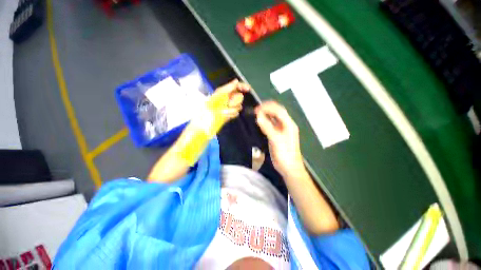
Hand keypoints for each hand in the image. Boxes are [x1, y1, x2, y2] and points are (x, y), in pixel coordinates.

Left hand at [209, 79, 249, 120]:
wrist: (207, 118)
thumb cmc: (210, 105)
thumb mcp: (218, 94)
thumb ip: (228, 87)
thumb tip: (236, 81)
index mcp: (226, 92)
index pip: (237, 87)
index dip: (243, 86)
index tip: (248, 89)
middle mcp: (229, 98)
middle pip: (240, 97)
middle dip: (235, 100)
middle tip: (229, 103)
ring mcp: (231, 107)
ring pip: (239, 106)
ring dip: (232, 109)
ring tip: (224, 111)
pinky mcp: (231, 114)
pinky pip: (236, 113)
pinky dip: (231, 114)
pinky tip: (225, 114)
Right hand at [255, 101, 304, 178]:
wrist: (289, 168)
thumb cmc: (285, 154)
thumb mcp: (276, 140)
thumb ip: (267, 127)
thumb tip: (258, 116)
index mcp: (289, 124)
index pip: (278, 110)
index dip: (267, 107)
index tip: (256, 109)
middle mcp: (286, 125)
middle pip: (277, 111)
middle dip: (267, 108)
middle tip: (256, 110)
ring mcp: (282, 130)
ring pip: (274, 118)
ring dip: (266, 114)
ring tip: (256, 113)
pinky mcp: (277, 135)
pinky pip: (271, 124)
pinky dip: (265, 121)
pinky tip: (260, 121)